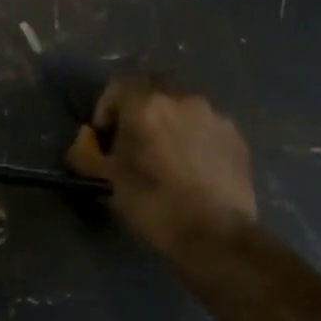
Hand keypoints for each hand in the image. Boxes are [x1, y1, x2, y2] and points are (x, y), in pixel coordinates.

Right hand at [67, 77, 255, 256]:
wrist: (217, 235)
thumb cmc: (155, 206)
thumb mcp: (109, 182)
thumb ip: (87, 154)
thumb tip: (84, 139)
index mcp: (147, 105)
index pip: (117, 85)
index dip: (106, 109)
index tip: (105, 138)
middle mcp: (183, 99)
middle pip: (152, 92)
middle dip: (139, 113)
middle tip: (134, 145)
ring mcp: (214, 115)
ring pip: (182, 109)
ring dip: (168, 124)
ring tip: (166, 158)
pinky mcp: (236, 135)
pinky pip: (205, 126)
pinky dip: (193, 138)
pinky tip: (192, 168)